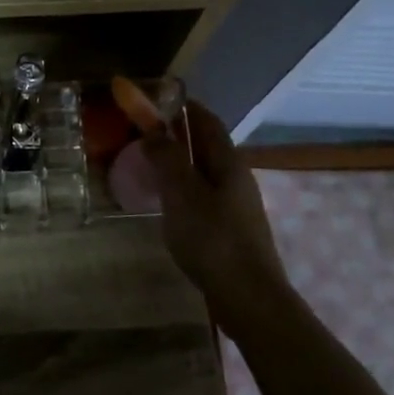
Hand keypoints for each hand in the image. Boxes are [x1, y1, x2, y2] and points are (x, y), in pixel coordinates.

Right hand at [141, 100, 287, 303]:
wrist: (248, 297)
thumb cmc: (213, 239)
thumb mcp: (182, 193)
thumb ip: (167, 158)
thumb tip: (153, 129)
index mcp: (228, 163)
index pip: (207, 121)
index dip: (184, 106)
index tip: (157, 98)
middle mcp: (235, 178)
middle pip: (207, 146)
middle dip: (179, 133)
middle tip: (145, 131)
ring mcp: (235, 205)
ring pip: (204, 172)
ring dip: (179, 161)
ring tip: (149, 164)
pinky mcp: (229, 229)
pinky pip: (202, 195)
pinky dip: (182, 187)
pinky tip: (166, 201)